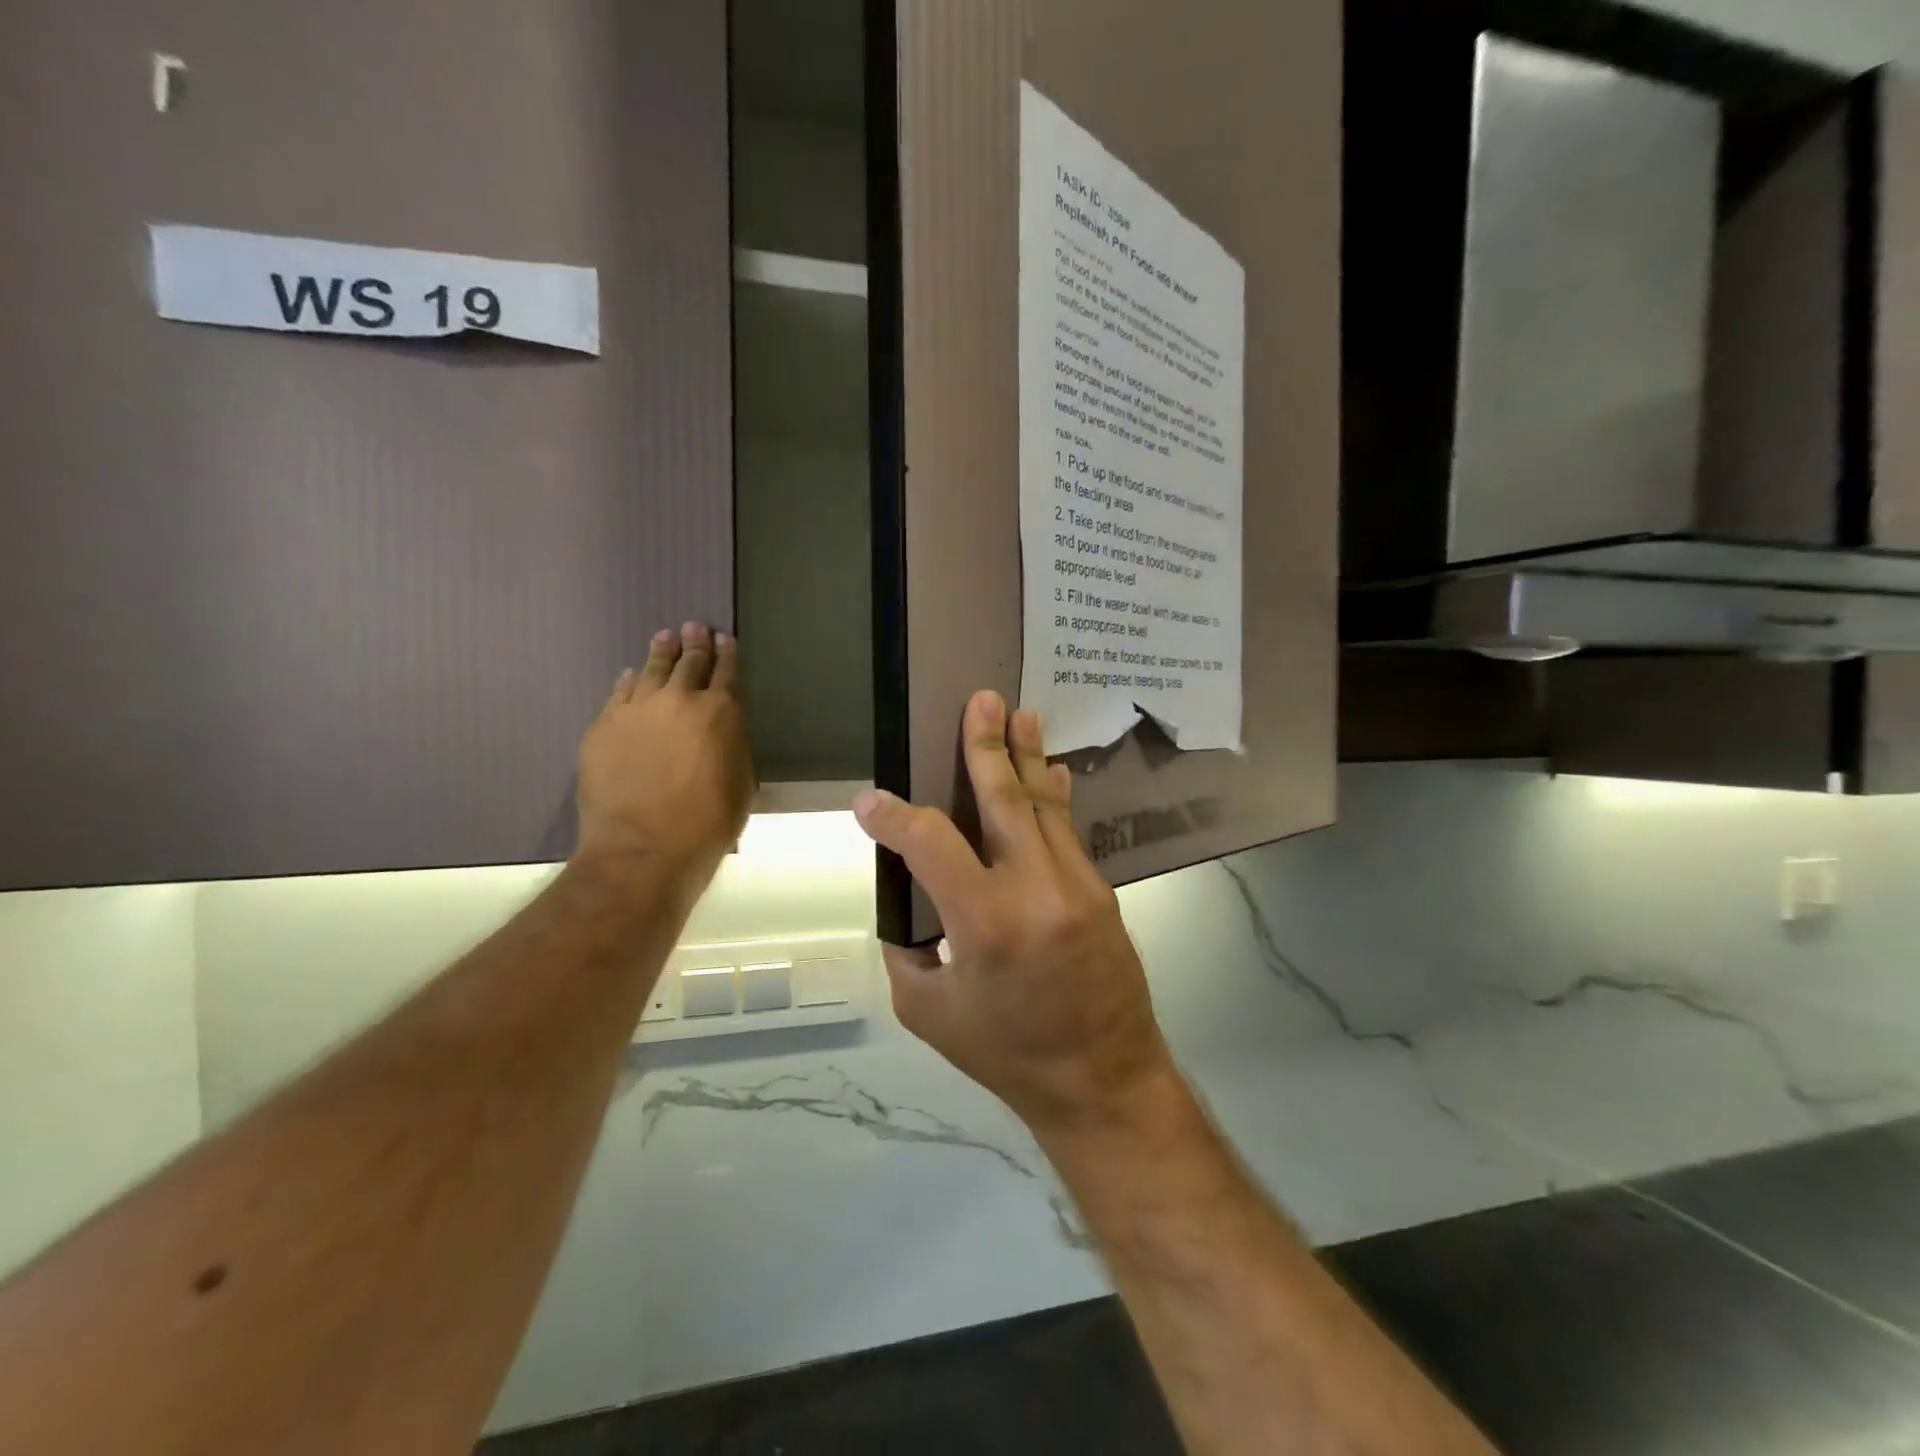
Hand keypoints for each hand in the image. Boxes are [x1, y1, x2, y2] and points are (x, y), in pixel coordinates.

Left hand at [576, 623, 754, 885]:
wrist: (644, 848)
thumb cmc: (708, 824)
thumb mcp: (742, 784)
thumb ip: (733, 747)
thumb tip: (723, 732)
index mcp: (722, 713)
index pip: (727, 671)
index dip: (727, 653)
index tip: (724, 639)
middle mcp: (680, 700)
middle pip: (689, 662)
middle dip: (694, 643)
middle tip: (693, 627)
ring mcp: (637, 709)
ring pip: (651, 670)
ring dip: (661, 653)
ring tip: (664, 638)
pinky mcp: (603, 726)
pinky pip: (619, 693)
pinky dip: (629, 681)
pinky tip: (630, 676)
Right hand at [853, 691, 1177, 1134]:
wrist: (1104, 1080)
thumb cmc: (1008, 1053)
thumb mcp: (930, 1013)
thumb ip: (908, 950)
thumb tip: (909, 899)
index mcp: (985, 922)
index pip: (929, 842)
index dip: (894, 816)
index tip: (870, 801)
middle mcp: (1034, 889)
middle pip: (1004, 799)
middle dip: (986, 746)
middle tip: (981, 700)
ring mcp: (1075, 885)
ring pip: (1043, 806)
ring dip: (1027, 757)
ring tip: (1019, 714)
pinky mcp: (1100, 892)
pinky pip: (1069, 832)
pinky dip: (1053, 799)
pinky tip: (1050, 772)